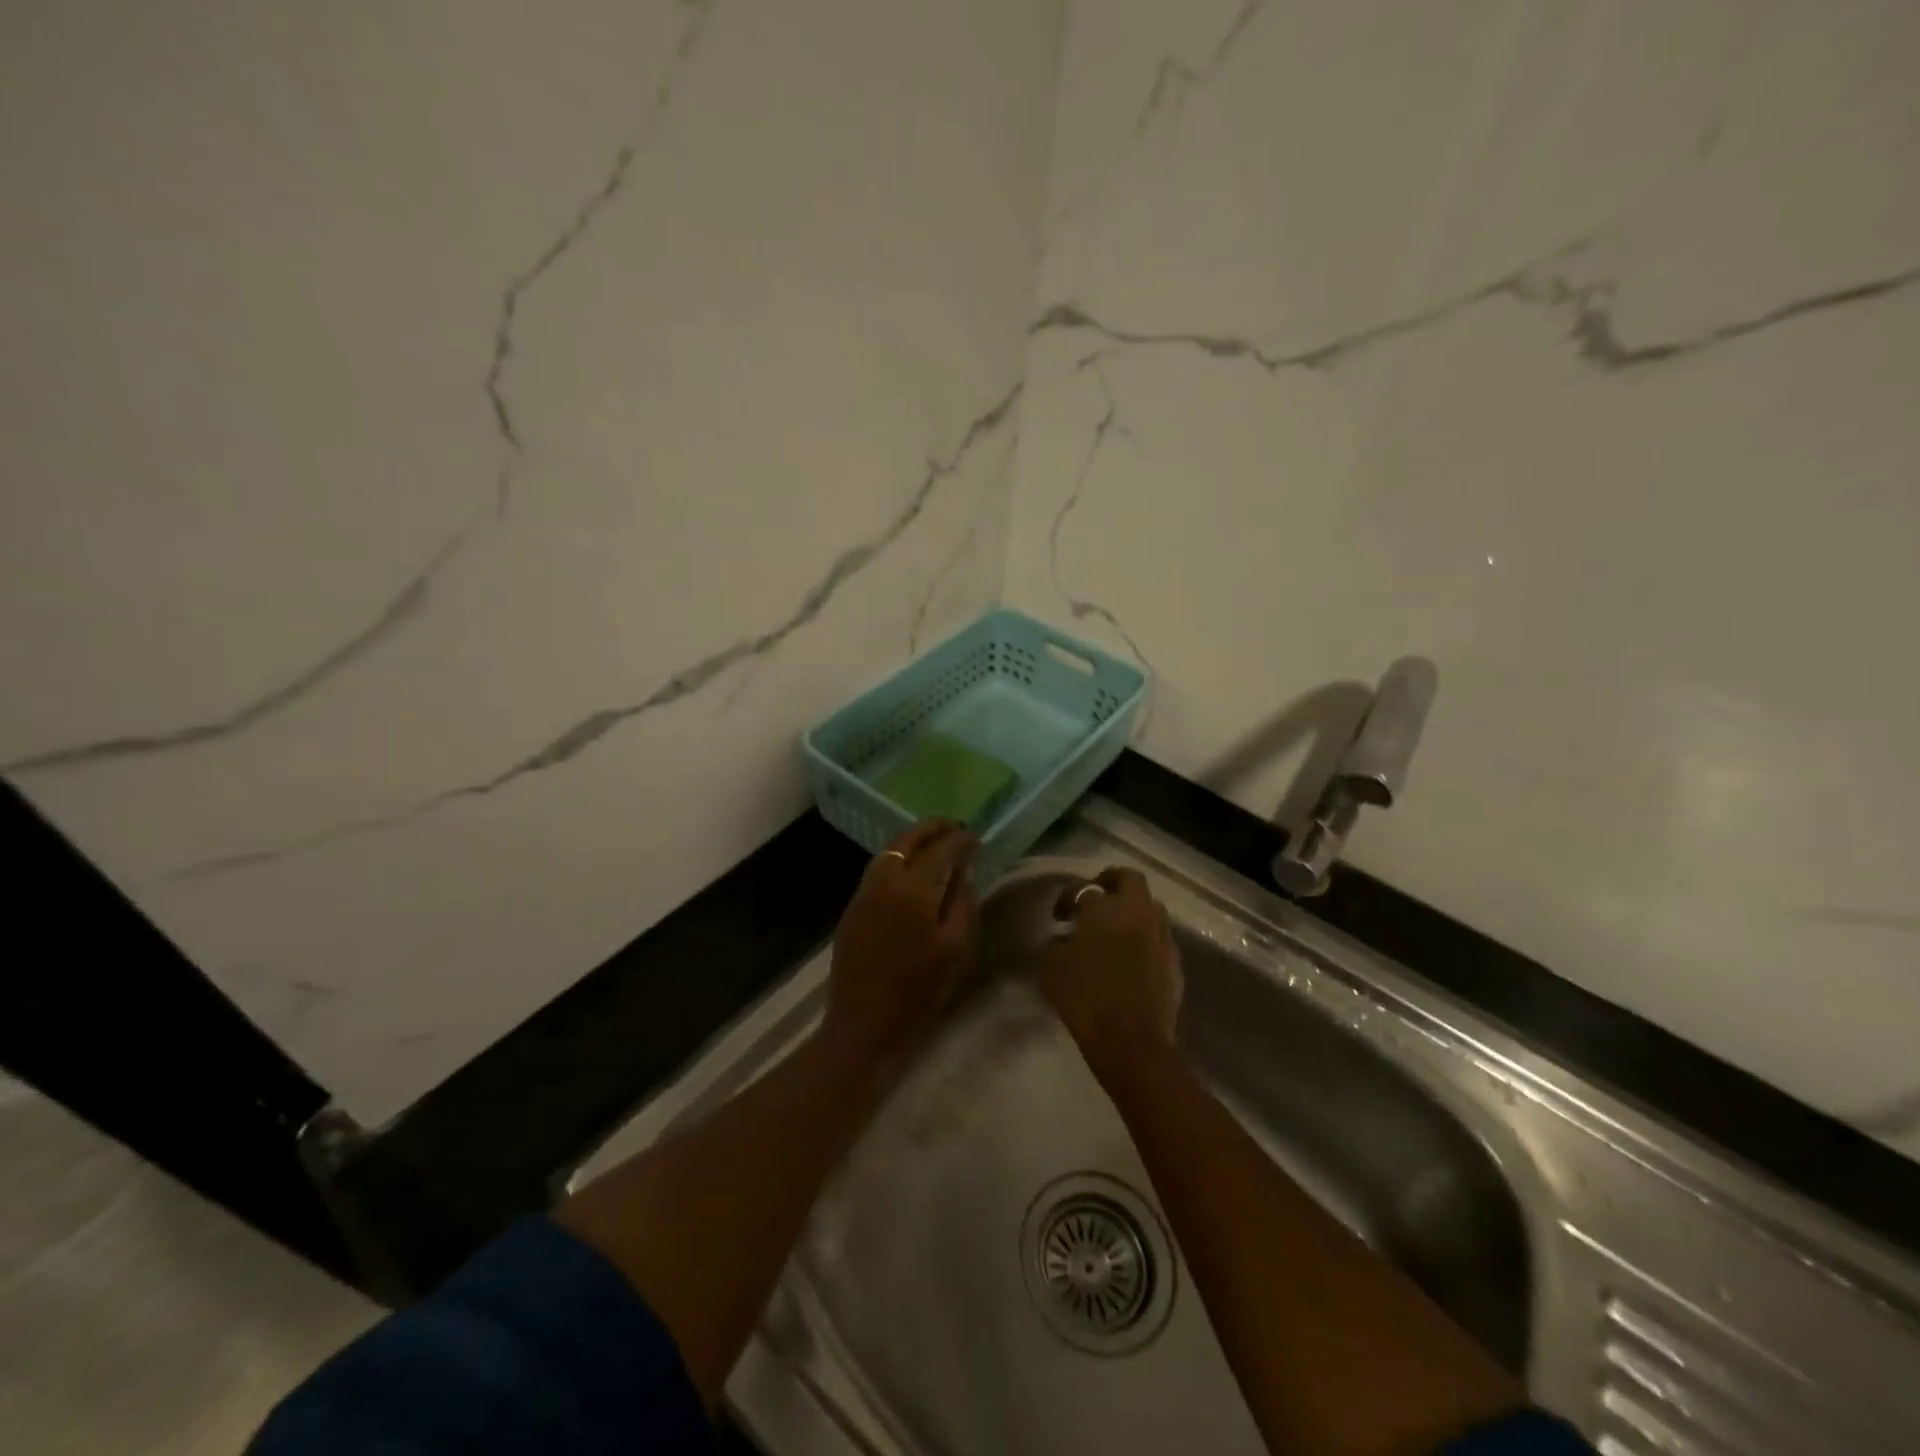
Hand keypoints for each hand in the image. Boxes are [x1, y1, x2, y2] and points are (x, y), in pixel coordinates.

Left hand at [825, 820, 979, 1069]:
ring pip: (889, 850)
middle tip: (954, 827)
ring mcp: (864, 891)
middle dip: (933, 828)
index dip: (960, 839)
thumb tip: (963, 873)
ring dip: (913, 839)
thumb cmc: (917, 991)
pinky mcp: (853, 906)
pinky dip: (897, 857)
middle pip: (908, 839)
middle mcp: (885, 880)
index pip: (941, 849)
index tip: (975, 837)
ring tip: (935, 843)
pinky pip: (878, 868)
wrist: (862, 1023)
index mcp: (914, 890)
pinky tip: (911, 868)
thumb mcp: (955, 950)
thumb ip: (963, 904)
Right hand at [1037, 867, 1183, 1064]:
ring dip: (1133, 911)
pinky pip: (1159, 937)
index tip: (1059, 916)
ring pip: (1150, 907)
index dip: (1068, 898)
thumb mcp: (1052, 968)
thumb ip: (1055, 945)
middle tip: (1096, 899)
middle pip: (1130, 880)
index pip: (1084, 889)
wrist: (1131, 1041)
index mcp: (1105, 909)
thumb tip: (1063, 939)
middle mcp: (1138, 913)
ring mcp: (1161, 936)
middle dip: (1112, 883)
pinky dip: (1145, 939)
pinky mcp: (1175, 961)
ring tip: (1115, 930)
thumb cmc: (1085, 999)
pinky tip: (1131, 958)